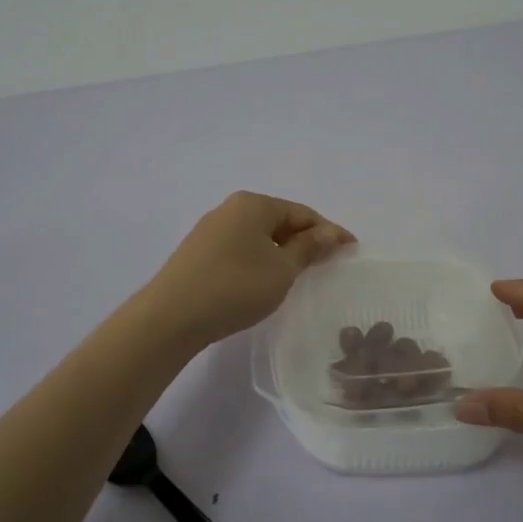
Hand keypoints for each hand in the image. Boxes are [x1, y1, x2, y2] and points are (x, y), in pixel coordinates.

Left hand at [143, 192, 354, 346]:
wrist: (171, 317)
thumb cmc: (235, 287)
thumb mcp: (282, 269)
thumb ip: (309, 248)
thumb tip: (331, 232)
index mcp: (253, 204)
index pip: (301, 213)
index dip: (329, 231)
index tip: (351, 249)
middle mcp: (230, 208)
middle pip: (279, 220)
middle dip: (305, 240)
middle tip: (328, 262)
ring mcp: (210, 230)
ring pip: (258, 235)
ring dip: (282, 251)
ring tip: (299, 273)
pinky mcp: (198, 252)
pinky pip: (240, 248)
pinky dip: (260, 259)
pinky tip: (265, 280)